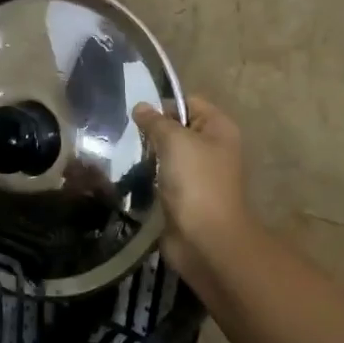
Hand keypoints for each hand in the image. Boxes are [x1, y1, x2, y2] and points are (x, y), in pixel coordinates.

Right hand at [134, 95, 253, 285]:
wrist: (205, 239)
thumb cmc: (196, 182)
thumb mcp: (175, 141)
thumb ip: (156, 122)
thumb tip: (140, 107)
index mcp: (219, 129)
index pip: (189, 102)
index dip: (164, 105)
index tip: (137, 116)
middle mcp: (212, 148)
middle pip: (178, 128)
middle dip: (153, 131)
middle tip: (126, 135)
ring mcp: (199, 174)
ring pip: (168, 154)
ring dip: (149, 155)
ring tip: (124, 154)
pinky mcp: (184, 196)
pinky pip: (163, 177)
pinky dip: (149, 176)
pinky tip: (131, 176)